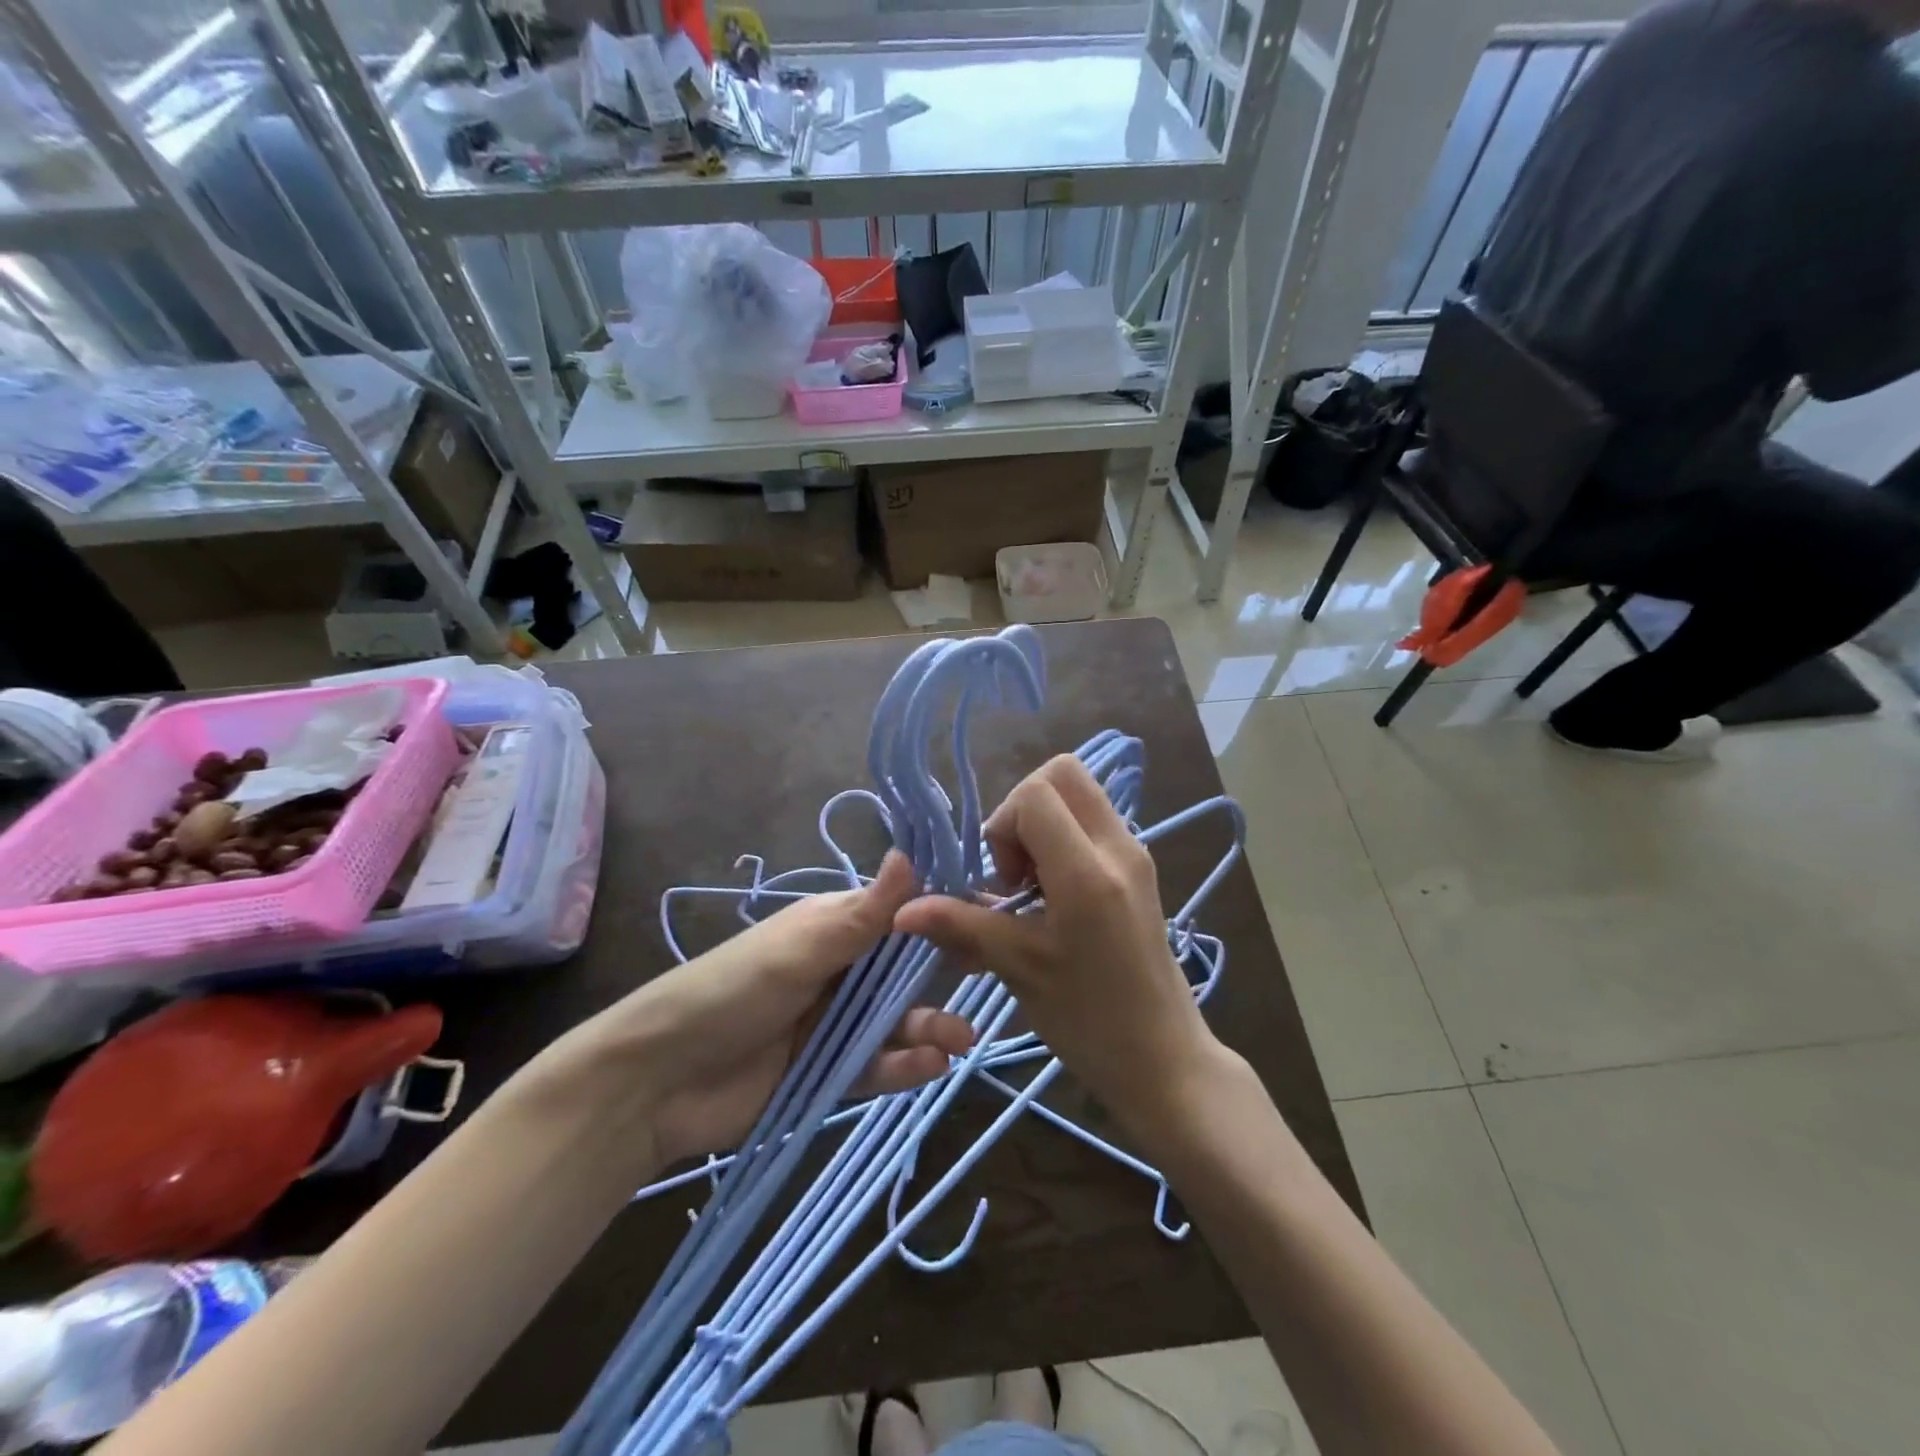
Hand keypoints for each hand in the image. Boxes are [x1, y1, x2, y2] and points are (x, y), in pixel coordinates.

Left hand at [613, 852, 974, 1166]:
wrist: (659, 1080)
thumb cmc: (732, 991)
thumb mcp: (801, 949)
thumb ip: (863, 913)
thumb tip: (909, 852)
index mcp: (832, 927)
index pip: (896, 916)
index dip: (937, 920)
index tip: (985, 924)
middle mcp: (839, 969)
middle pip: (902, 971)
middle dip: (940, 980)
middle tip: (985, 988)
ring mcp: (833, 1021)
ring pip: (895, 1020)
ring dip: (929, 1027)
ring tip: (962, 1041)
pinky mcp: (827, 1070)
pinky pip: (876, 1064)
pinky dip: (904, 1065)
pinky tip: (930, 1067)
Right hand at [893, 755, 1218, 1142]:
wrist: (1162, 1058)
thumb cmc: (1089, 1020)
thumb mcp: (1019, 968)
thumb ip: (961, 925)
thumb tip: (904, 909)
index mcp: (1088, 871)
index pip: (1036, 794)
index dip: (1003, 826)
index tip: (1003, 882)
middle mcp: (1118, 846)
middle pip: (1063, 773)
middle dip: (1022, 807)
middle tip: (1014, 868)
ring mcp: (1134, 852)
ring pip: (1078, 794)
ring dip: (1042, 823)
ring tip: (1031, 885)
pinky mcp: (1137, 867)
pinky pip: (1092, 821)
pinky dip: (1062, 838)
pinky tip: (1052, 895)